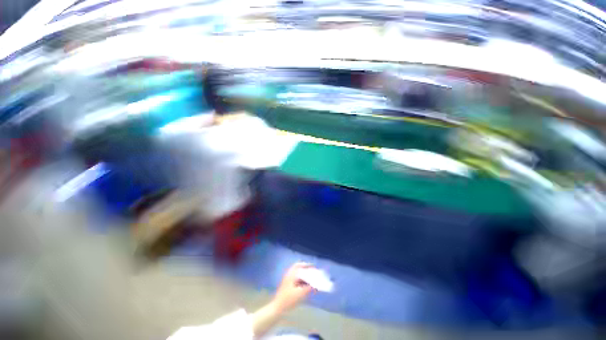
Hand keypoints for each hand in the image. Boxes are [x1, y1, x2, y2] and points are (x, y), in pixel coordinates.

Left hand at [271, 263, 313, 312]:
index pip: (299, 265)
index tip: (314, 267)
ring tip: (311, 280)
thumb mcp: (300, 293)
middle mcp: (289, 275)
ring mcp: (287, 280)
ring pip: (297, 275)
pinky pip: (296, 280)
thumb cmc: (288, 299)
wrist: (277, 308)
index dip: (307, 265)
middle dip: (306, 270)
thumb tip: (316, 285)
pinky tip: (306, 286)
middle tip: (313, 272)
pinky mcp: (287, 286)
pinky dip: (302, 281)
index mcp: (291, 274)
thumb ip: (309, 288)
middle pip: (298, 269)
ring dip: (304, 276)